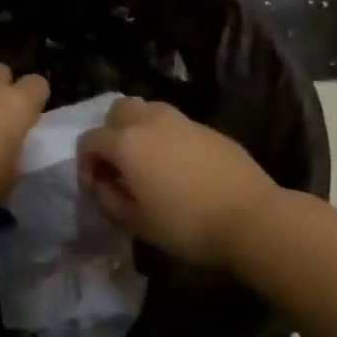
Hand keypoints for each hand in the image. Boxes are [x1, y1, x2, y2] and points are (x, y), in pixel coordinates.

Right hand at [78, 98, 280, 267]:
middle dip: (111, 134)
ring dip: (140, 131)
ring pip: (149, 111)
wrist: (251, 217)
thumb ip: (109, 200)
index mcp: (126, 142)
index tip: (96, 189)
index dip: (85, 163)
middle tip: (119, 166)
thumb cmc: (186, 225)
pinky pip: (176, 125)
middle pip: (118, 111)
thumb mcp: (136, 223)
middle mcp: (150, 121)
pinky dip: (167, 138)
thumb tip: (102, 186)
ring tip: (149, 164)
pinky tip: (180, 168)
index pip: (90, 139)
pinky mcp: (208, 128)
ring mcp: (182, 120)